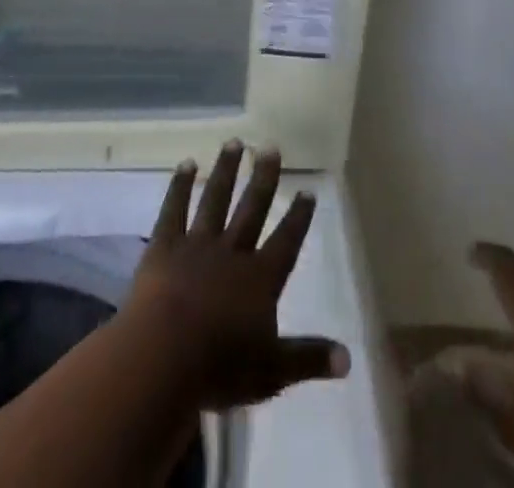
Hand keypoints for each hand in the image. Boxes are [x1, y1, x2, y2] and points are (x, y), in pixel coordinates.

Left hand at [122, 141, 350, 410]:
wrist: (164, 355)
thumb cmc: (221, 367)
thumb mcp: (273, 372)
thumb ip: (309, 359)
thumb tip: (349, 358)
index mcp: (260, 278)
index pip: (286, 241)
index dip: (298, 217)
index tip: (307, 189)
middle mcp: (232, 251)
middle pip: (252, 208)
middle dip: (263, 177)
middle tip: (270, 146)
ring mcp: (197, 244)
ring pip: (215, 199)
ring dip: (225, 170)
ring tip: (234, 141)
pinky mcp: (165, 245)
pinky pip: (174, 209)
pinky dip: (180, 185)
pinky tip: (186, 164)